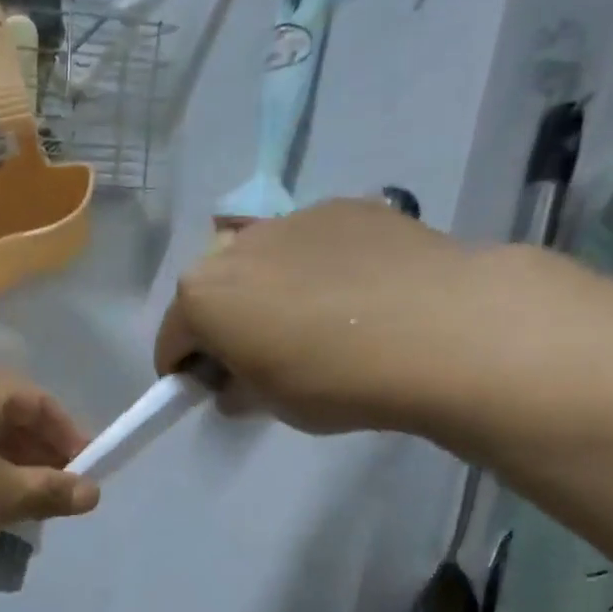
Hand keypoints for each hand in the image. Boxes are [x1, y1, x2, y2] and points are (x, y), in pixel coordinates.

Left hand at [0, 358, 100, 582]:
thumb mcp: (2, 498)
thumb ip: (52, 490)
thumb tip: (92, 492)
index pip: (39, 403)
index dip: (71, 440)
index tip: (88, 476)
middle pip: (6, 417)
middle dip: (38, 457)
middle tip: (57, 497)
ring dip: (6, 469)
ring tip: (23, 508)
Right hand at [153, 199, 494, 434]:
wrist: (440, 330)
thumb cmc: (332, 379)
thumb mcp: (269, 404)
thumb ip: (236, 391)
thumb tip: (235, 385)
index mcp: (201, 296)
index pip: (171, 341)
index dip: (185, 372)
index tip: (212, 391)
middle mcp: (234, 247)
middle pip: (211, 293)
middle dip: (222, 326)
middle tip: (260, 359)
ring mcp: (291, 219)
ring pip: (258, 263)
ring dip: (264, 292)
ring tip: (313, 324)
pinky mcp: (344, 207)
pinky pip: (308, 245)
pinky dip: (313, 269)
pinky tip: (353, 296)